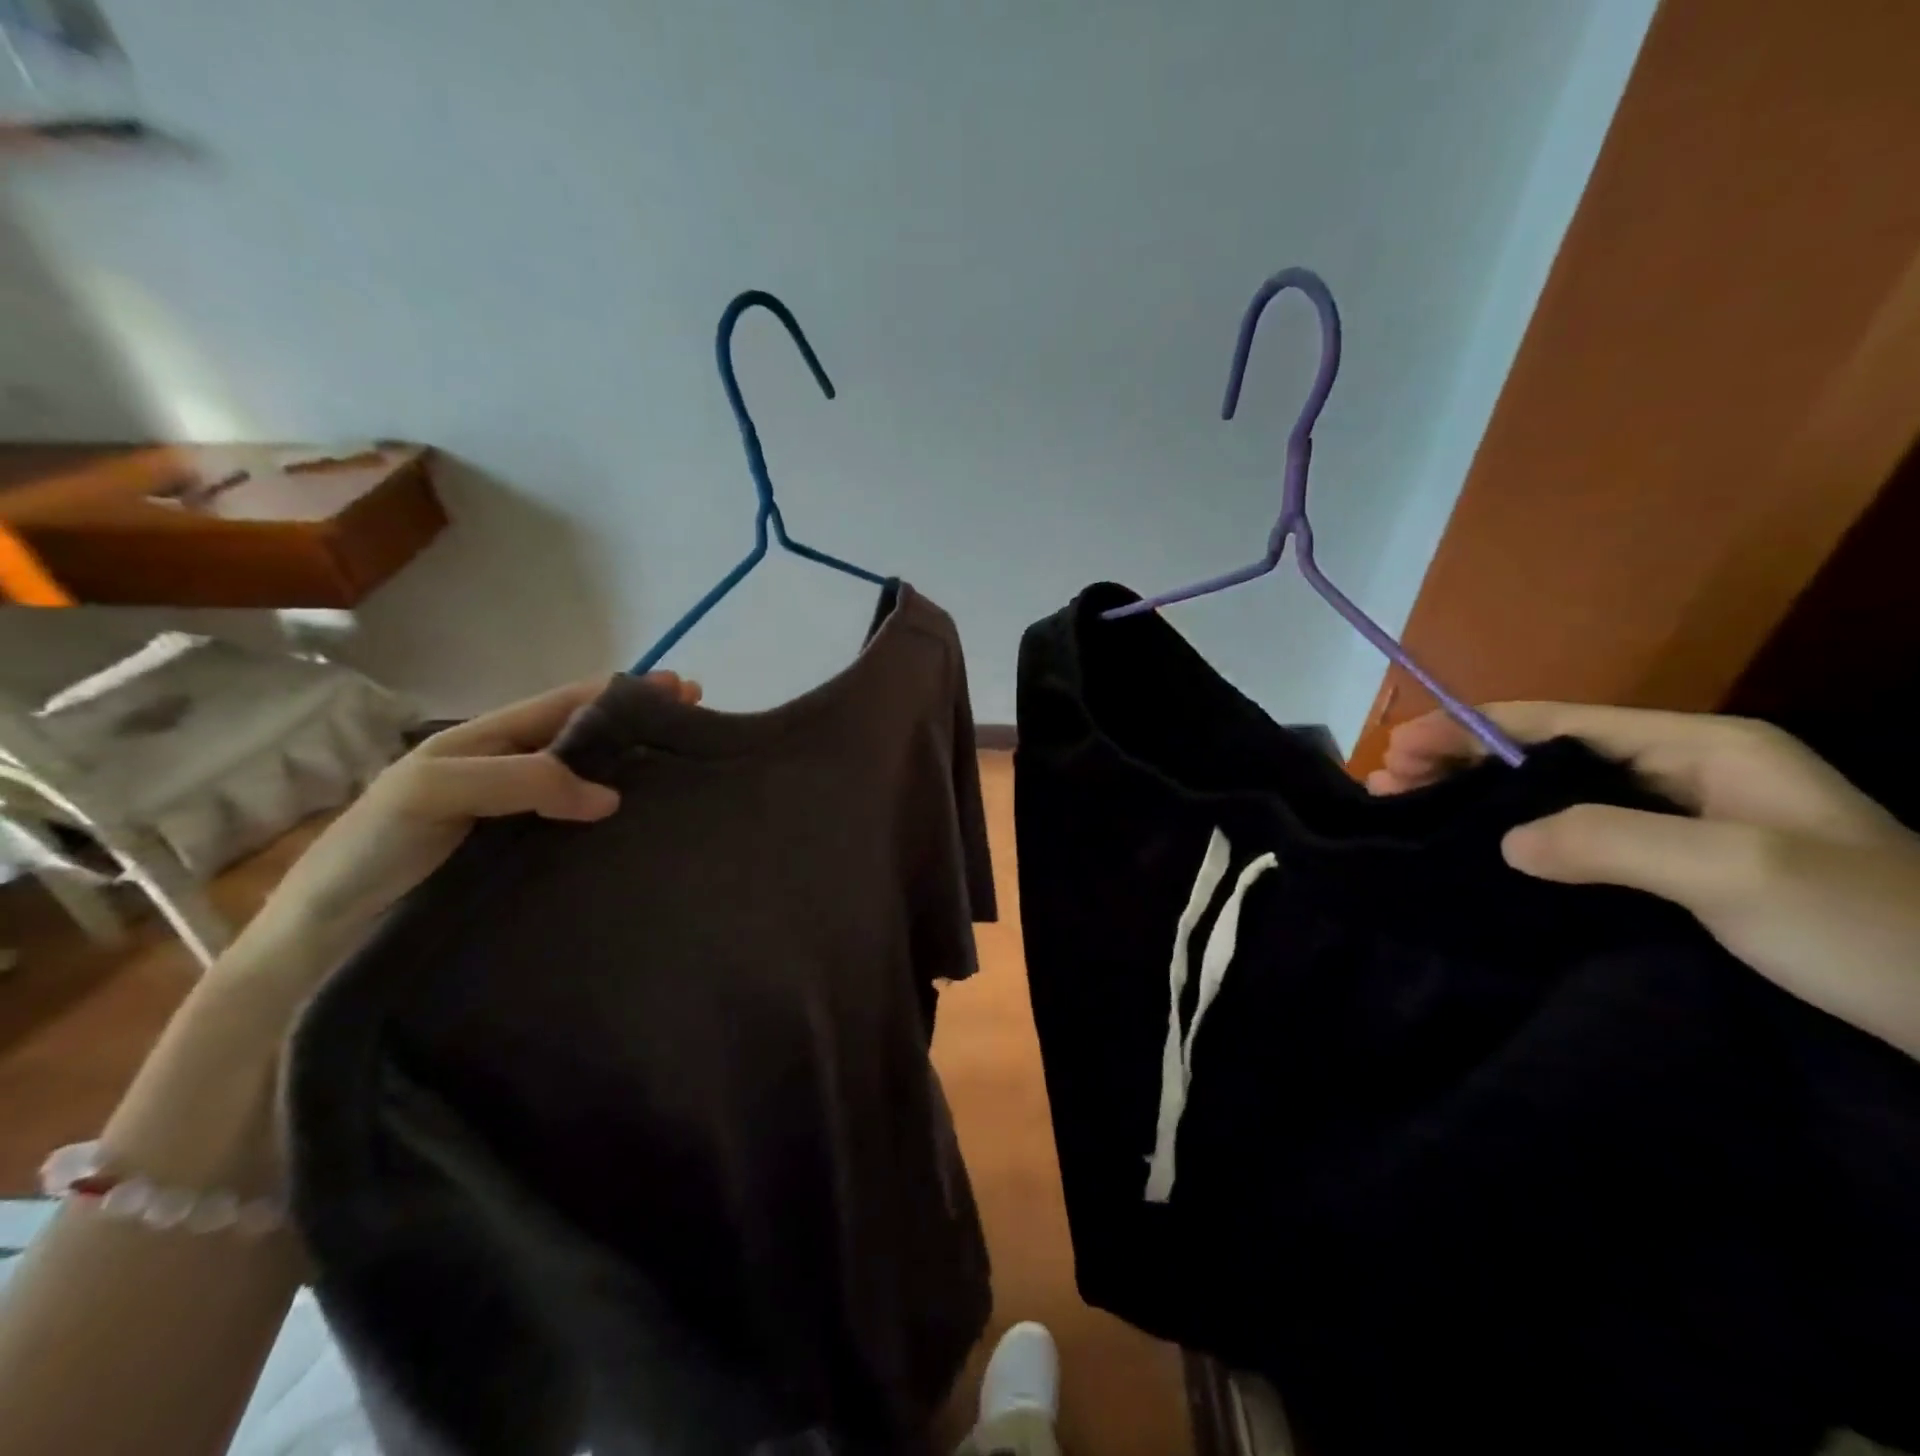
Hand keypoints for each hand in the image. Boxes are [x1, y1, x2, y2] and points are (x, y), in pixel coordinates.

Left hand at [230, 674, 698, 995]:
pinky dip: (623, 821)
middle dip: (643, 725)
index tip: (681, 690)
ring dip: (640, 770)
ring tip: (690, 771)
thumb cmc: (373, 850)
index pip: (567, 704)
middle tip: (700, 726)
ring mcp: (526, 820)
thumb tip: (611, 797)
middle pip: (590, 739)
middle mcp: (514, 773)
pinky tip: (651, 828)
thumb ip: (520, 778)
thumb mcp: (435, 790)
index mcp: (488, 741)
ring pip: (593, 784)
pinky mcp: (533, 863)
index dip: (623, 692)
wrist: (328, 939)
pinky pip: (586, 831)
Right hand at [1369, 703, 1919, 1059]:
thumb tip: (1505, 840)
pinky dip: (1522, 841)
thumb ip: (1610, 840)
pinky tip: (1485, 857)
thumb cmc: (1875, 931)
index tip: (1398, 747)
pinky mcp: (1687, 878)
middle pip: (1549, 754)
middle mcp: (1690, 776)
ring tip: (1412, 810)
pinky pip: (1582, 843)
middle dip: (1464, 760)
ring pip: (1559, 798)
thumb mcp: (1737, 872)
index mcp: (1705, 750)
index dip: (1471, 728)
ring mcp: (1690, 828)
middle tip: (1386, 781)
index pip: (1560, 722)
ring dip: (1483, 800)